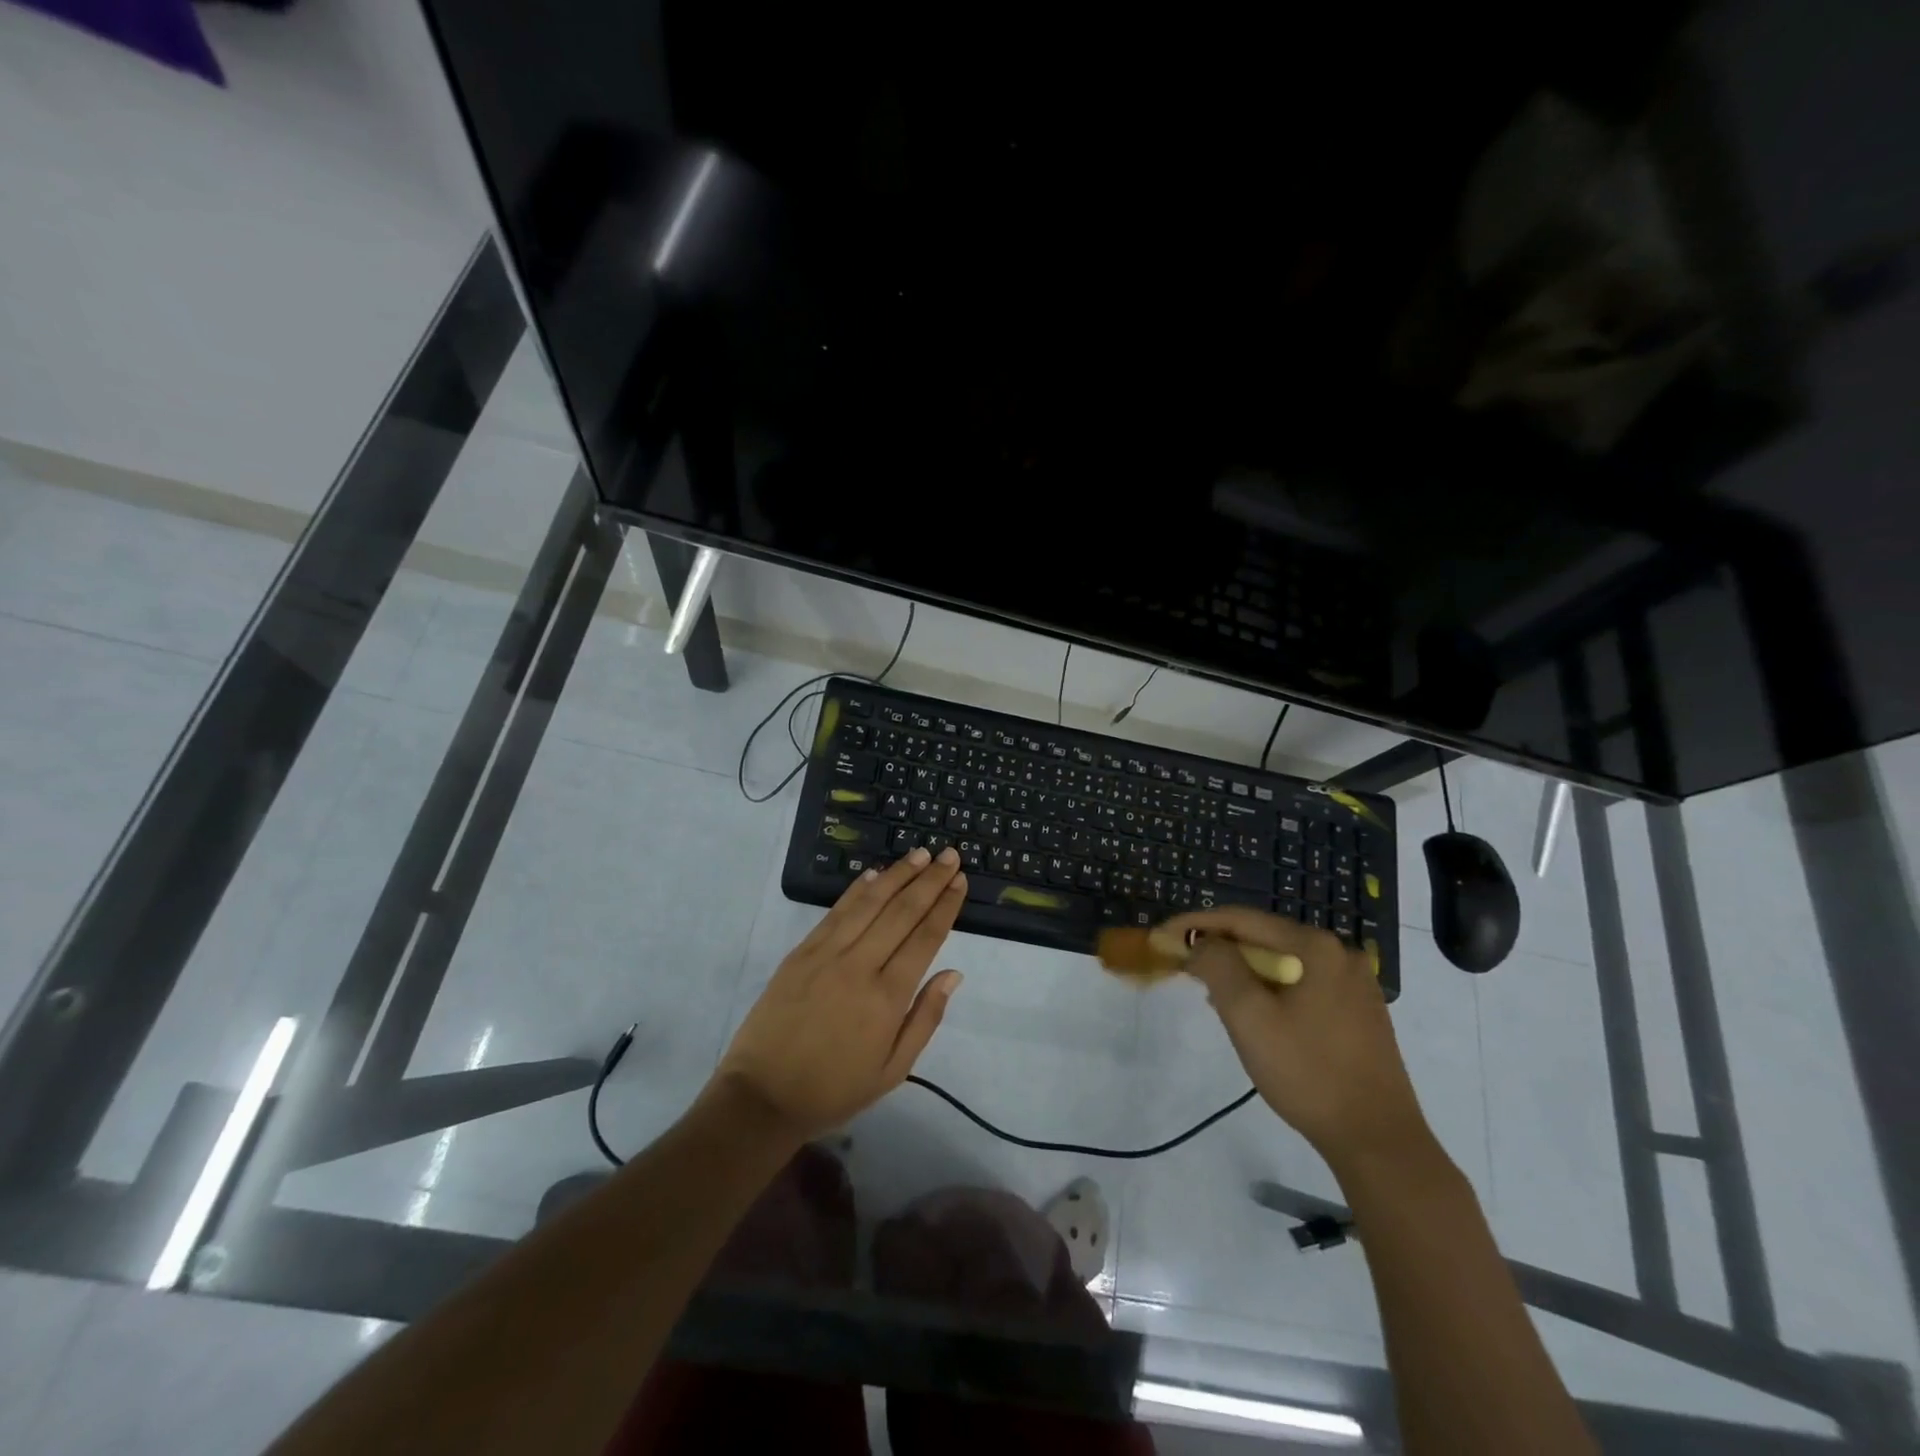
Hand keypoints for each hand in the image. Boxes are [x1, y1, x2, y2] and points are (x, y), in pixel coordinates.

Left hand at [714, 846, 966, 1141]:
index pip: (925, 938)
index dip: (945, 906)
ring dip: (896, 875)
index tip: (960, 881)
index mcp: (887, 998)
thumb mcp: (893, 1070)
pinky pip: (834, 912)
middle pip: (901, 912)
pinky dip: (856, 890)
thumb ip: (925, 1018)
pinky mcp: (801, 953)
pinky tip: (873, 874)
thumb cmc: (834, 1089)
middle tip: (948, 855)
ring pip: (868, 903)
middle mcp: (859, 966)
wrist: (763, 1096)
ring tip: (919, 854)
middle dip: (928, 880)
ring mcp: (826, 954)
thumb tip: (954, 974)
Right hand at [1159, 906, 1430, 1168]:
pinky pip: (1302, 983)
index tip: (1162, 937)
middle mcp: (1340, 953)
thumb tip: (1200, 943)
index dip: (1195, 925)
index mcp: (1315, 946)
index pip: (1241, 919)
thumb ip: (1218, 967)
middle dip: (1219, 949)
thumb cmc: (1307, 1073)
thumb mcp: (1248, 1017)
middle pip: (1264, 937)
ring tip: (1211, 992)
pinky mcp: (1360, 1010)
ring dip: (1243, 971)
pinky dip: (1270, 988)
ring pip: (1283, 962)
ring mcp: (1355, 982)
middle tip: (1183, 967)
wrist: (1378, 1140)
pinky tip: (1253, 1012)